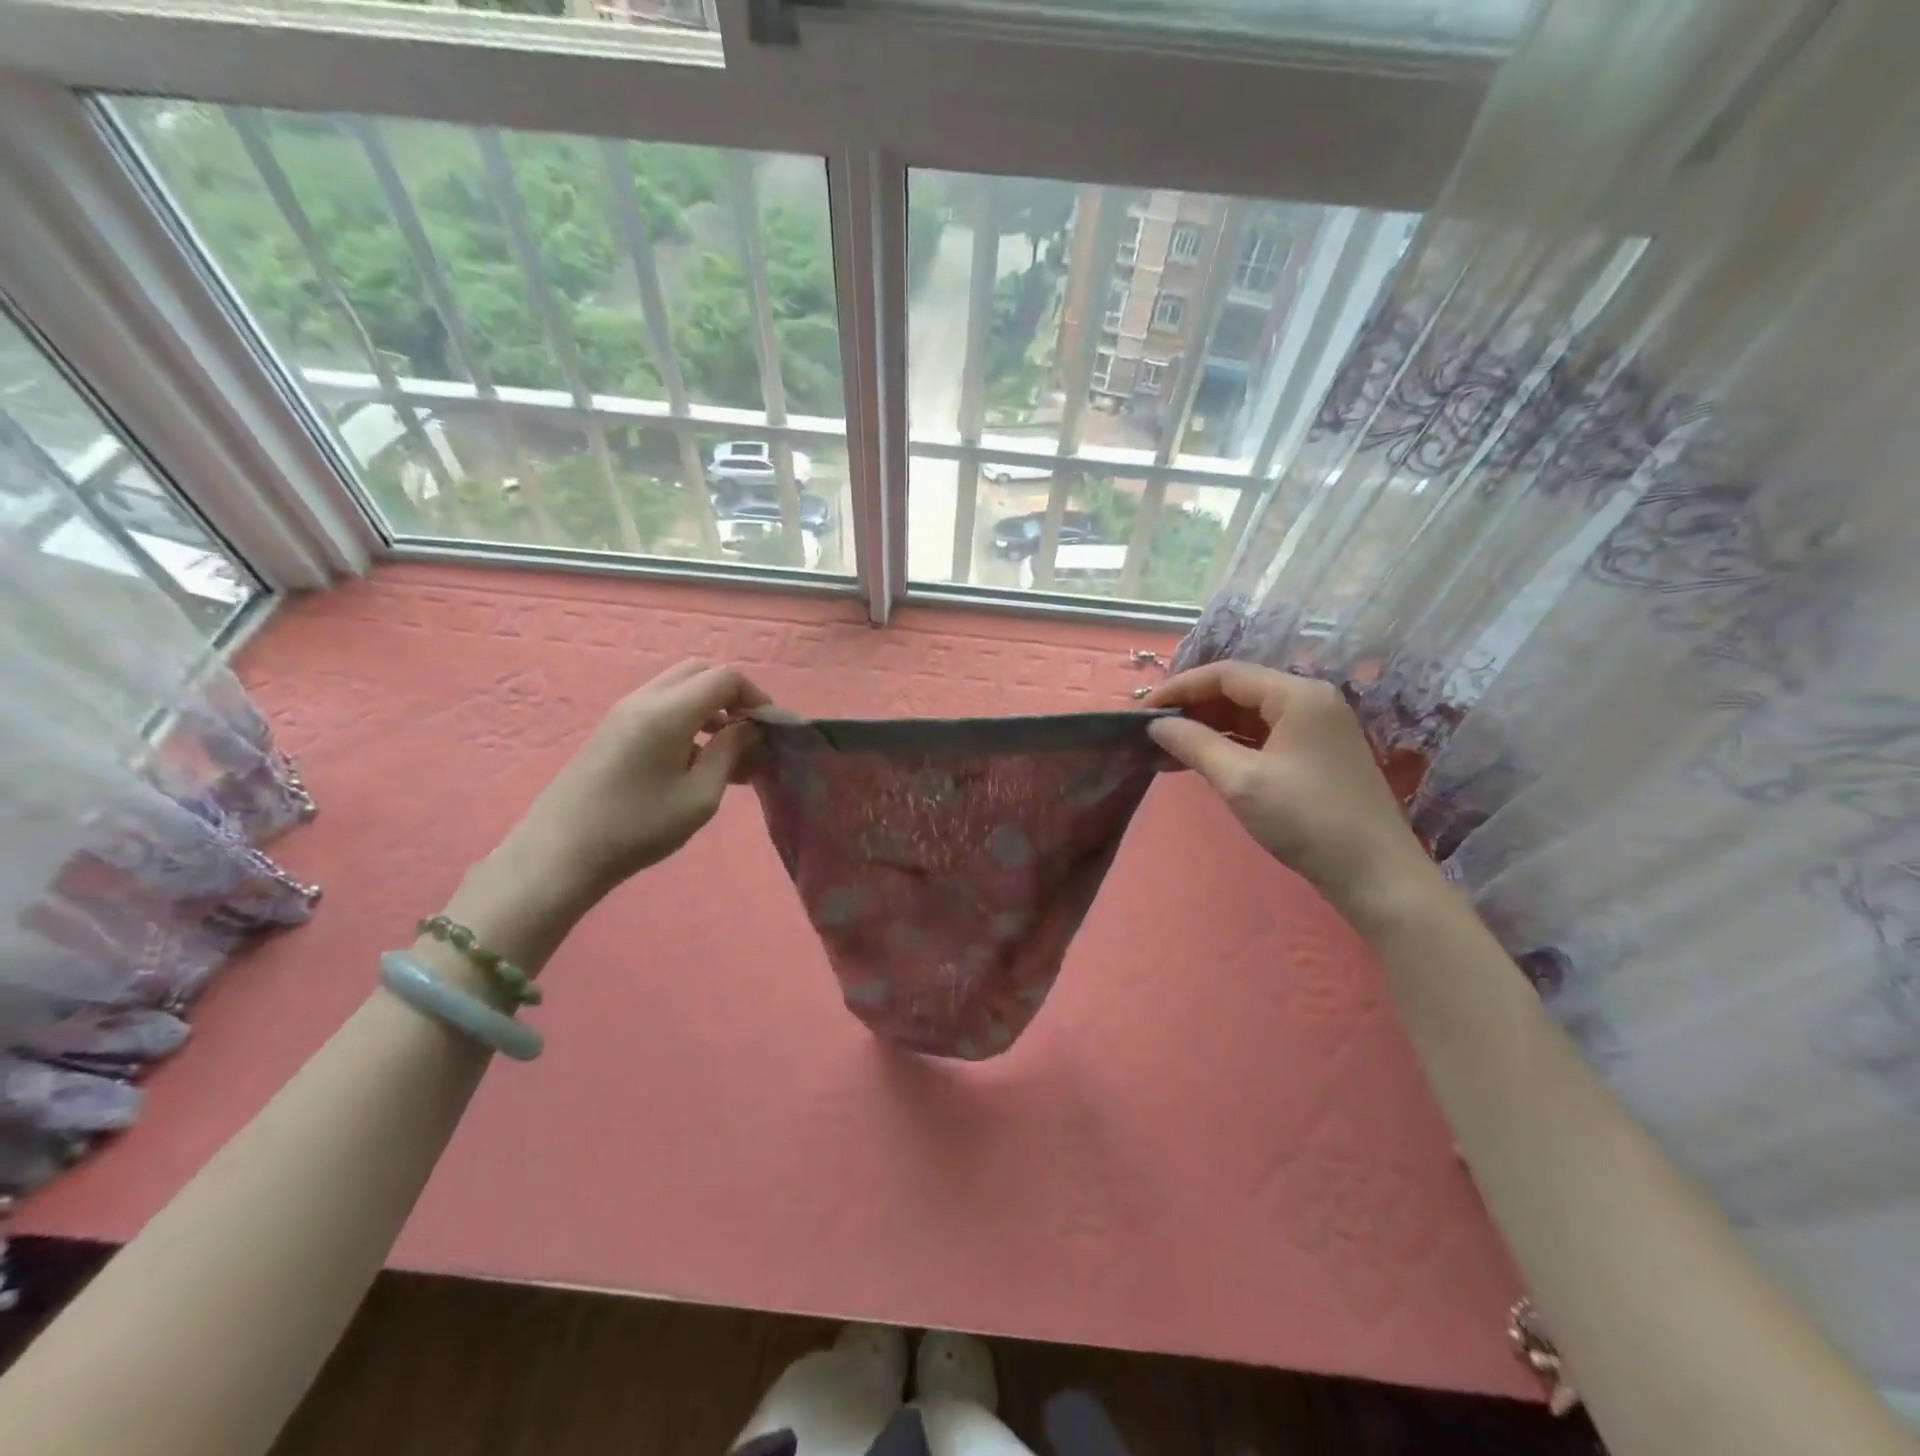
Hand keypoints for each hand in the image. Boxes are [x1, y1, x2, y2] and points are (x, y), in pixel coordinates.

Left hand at [501, 661, 769, 902]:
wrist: (561, 852)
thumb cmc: (638, 827)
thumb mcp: (700, 796)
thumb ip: (730, 753)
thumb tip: (750, 728)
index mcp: (669, 711)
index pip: (725, 677)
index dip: (756, 696)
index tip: (769, 730)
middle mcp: (645, 699)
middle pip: (700, 671)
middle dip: (733, 695)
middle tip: (748, 734)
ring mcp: (624, 711)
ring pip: (679, 686)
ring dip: (709, 706)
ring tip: (725, 752)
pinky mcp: (613, 728)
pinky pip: (660, 704)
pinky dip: (687, 716)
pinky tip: (693, 760)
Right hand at [1144, 662, 1435, 914]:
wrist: (1375, 874)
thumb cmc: (1306, 819)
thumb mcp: (1241, 780)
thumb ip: (1194, 744)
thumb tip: (1156, 725)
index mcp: (1297, 695)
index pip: (1225, 675)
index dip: (1179, 688)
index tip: (1141, 710)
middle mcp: (1310, 701)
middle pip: (1238, 691)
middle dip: (1191, 709)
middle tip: (1150, 732)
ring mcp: (1316, 728)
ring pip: (1249, 716)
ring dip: (1207, 730)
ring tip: (1166, 750)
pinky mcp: (1316, 755)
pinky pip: (1263, 737)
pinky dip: (1229, 746)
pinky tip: (1201, 763)